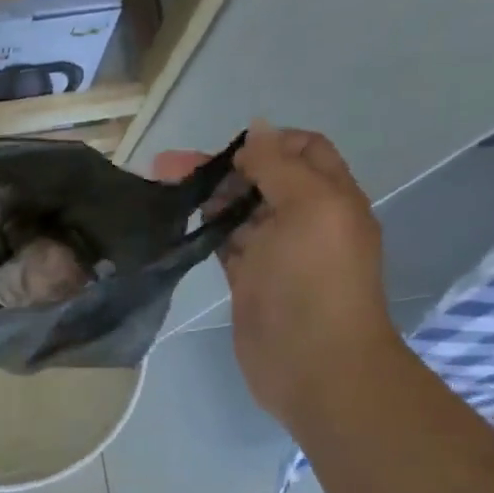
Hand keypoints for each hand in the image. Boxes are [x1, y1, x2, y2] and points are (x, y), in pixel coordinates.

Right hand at [156, 124, 401, 428]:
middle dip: (224, 167)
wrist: (314, 364)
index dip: (266, 141)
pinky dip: (204, 230)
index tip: (225, 152)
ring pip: (239, 211)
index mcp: (330, 197)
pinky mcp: (248, 280)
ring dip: (208, 197)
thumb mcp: (310, 208)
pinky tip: (176, 224)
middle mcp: (304, 220)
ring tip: (163, 191)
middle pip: (264, 178)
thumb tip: (257, 128)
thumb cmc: (316, 282)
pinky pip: (225, 244)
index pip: (302, 150)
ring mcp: (275, 253)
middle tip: (168, 169)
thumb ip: (281, 166)